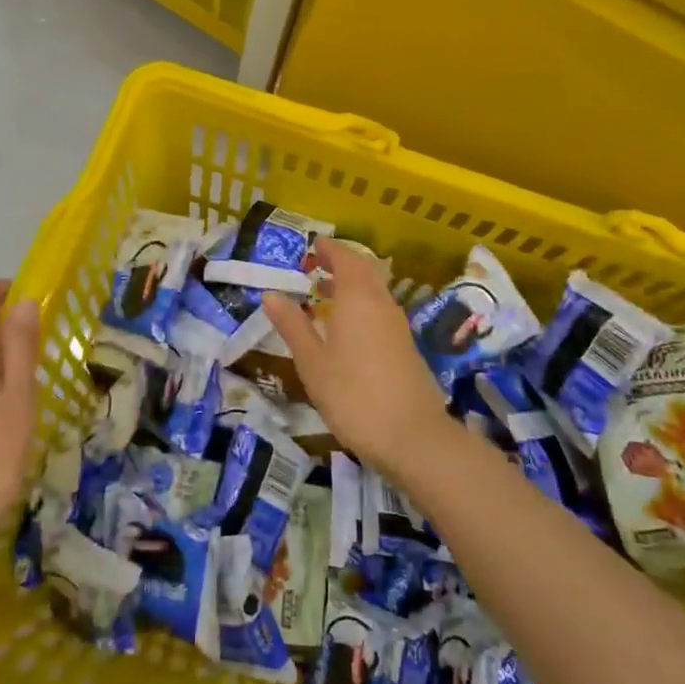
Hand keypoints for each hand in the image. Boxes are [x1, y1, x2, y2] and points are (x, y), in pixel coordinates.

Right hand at [262, 238, 450, 475]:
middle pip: (364, 270)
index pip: (345, 258)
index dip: (328, 249)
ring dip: (352, 284)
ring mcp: (397, 326)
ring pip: (375, 291)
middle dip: (340, 263)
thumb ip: (292, 326)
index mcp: (358, 299)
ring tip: (325, 294)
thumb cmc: (353, 395)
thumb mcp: (312, 362)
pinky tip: (345, 328)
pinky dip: (361, 305)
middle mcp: (382, 304)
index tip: (311, 246)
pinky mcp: (405, 347)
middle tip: (315, 266)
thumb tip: (271, 294)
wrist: (412, 437)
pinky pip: (380, 310)